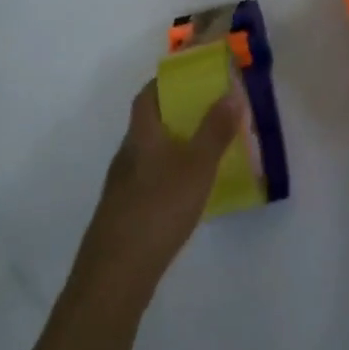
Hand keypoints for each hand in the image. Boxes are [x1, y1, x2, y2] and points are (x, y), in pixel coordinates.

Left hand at [75, 80, 240, 297]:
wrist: (116, 272)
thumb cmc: (159, 207)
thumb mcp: (197, 165)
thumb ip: (215, 130)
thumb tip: (231, 91)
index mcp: (141, 134)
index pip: (148, 95)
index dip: (166, 82)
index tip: (191, 77)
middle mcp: (127, 154)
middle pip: (149, 123)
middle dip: (176, 114)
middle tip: (209, 112)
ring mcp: (122, 185)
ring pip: (150, 153)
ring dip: (174, 145)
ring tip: (205, 150)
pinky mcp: (124, 212)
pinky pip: (150, 179)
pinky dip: (169, 174)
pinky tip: (187, 191)